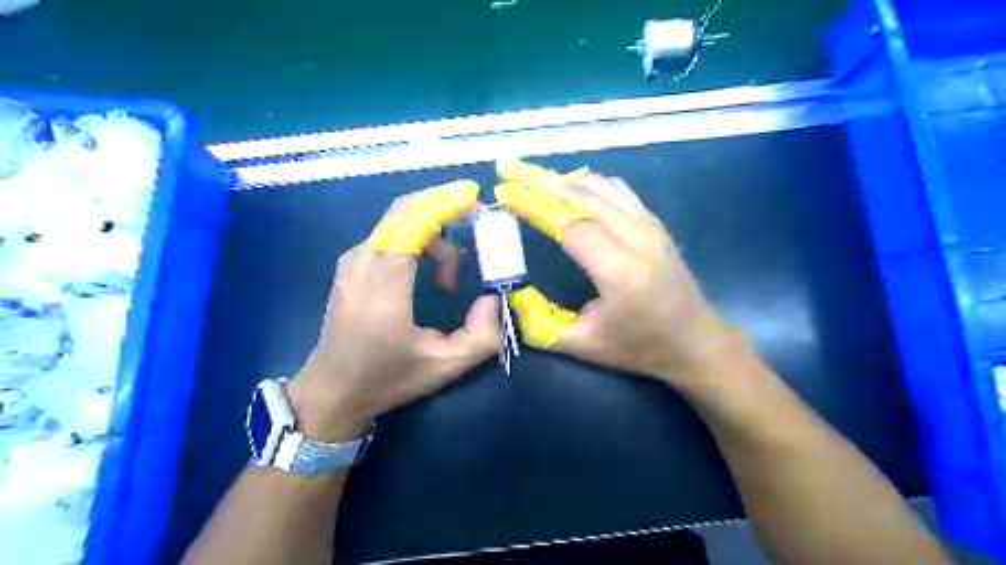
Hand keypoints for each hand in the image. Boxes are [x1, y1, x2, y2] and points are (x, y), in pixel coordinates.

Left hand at [286, 181, 497, 441]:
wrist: (333, 390)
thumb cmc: (386, 379)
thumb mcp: (443, 367)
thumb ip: (481, 337)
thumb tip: (493, 299)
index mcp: (383, 286)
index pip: (411, 225)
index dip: (443, 204)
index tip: (474, 196)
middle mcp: (363, 263)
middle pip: (404, 211)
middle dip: (444, 206)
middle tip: (478, 219)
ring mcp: (353, 261)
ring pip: (398, 221)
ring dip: (433, 230)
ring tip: (453, 273)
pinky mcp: (352, 265)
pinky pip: (389, 234)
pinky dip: (418, 237)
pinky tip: (432, 271)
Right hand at [494, 160, 737, 387]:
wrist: (695, 341)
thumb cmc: (638, 347)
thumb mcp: (583, 345)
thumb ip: (540, 322)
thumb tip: (511, 290)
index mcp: (620, 271)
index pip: (569, 223)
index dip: (532, 205)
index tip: (503, 192)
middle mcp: (637, 239)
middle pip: (582, 195)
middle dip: (539, 180)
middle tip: (507, 169)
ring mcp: (650, 226)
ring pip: (600, 186)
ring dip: (562, 180)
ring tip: (531, 179)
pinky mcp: (655, 223)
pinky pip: (617, 190)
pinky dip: (587, 184)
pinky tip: (569, 189)